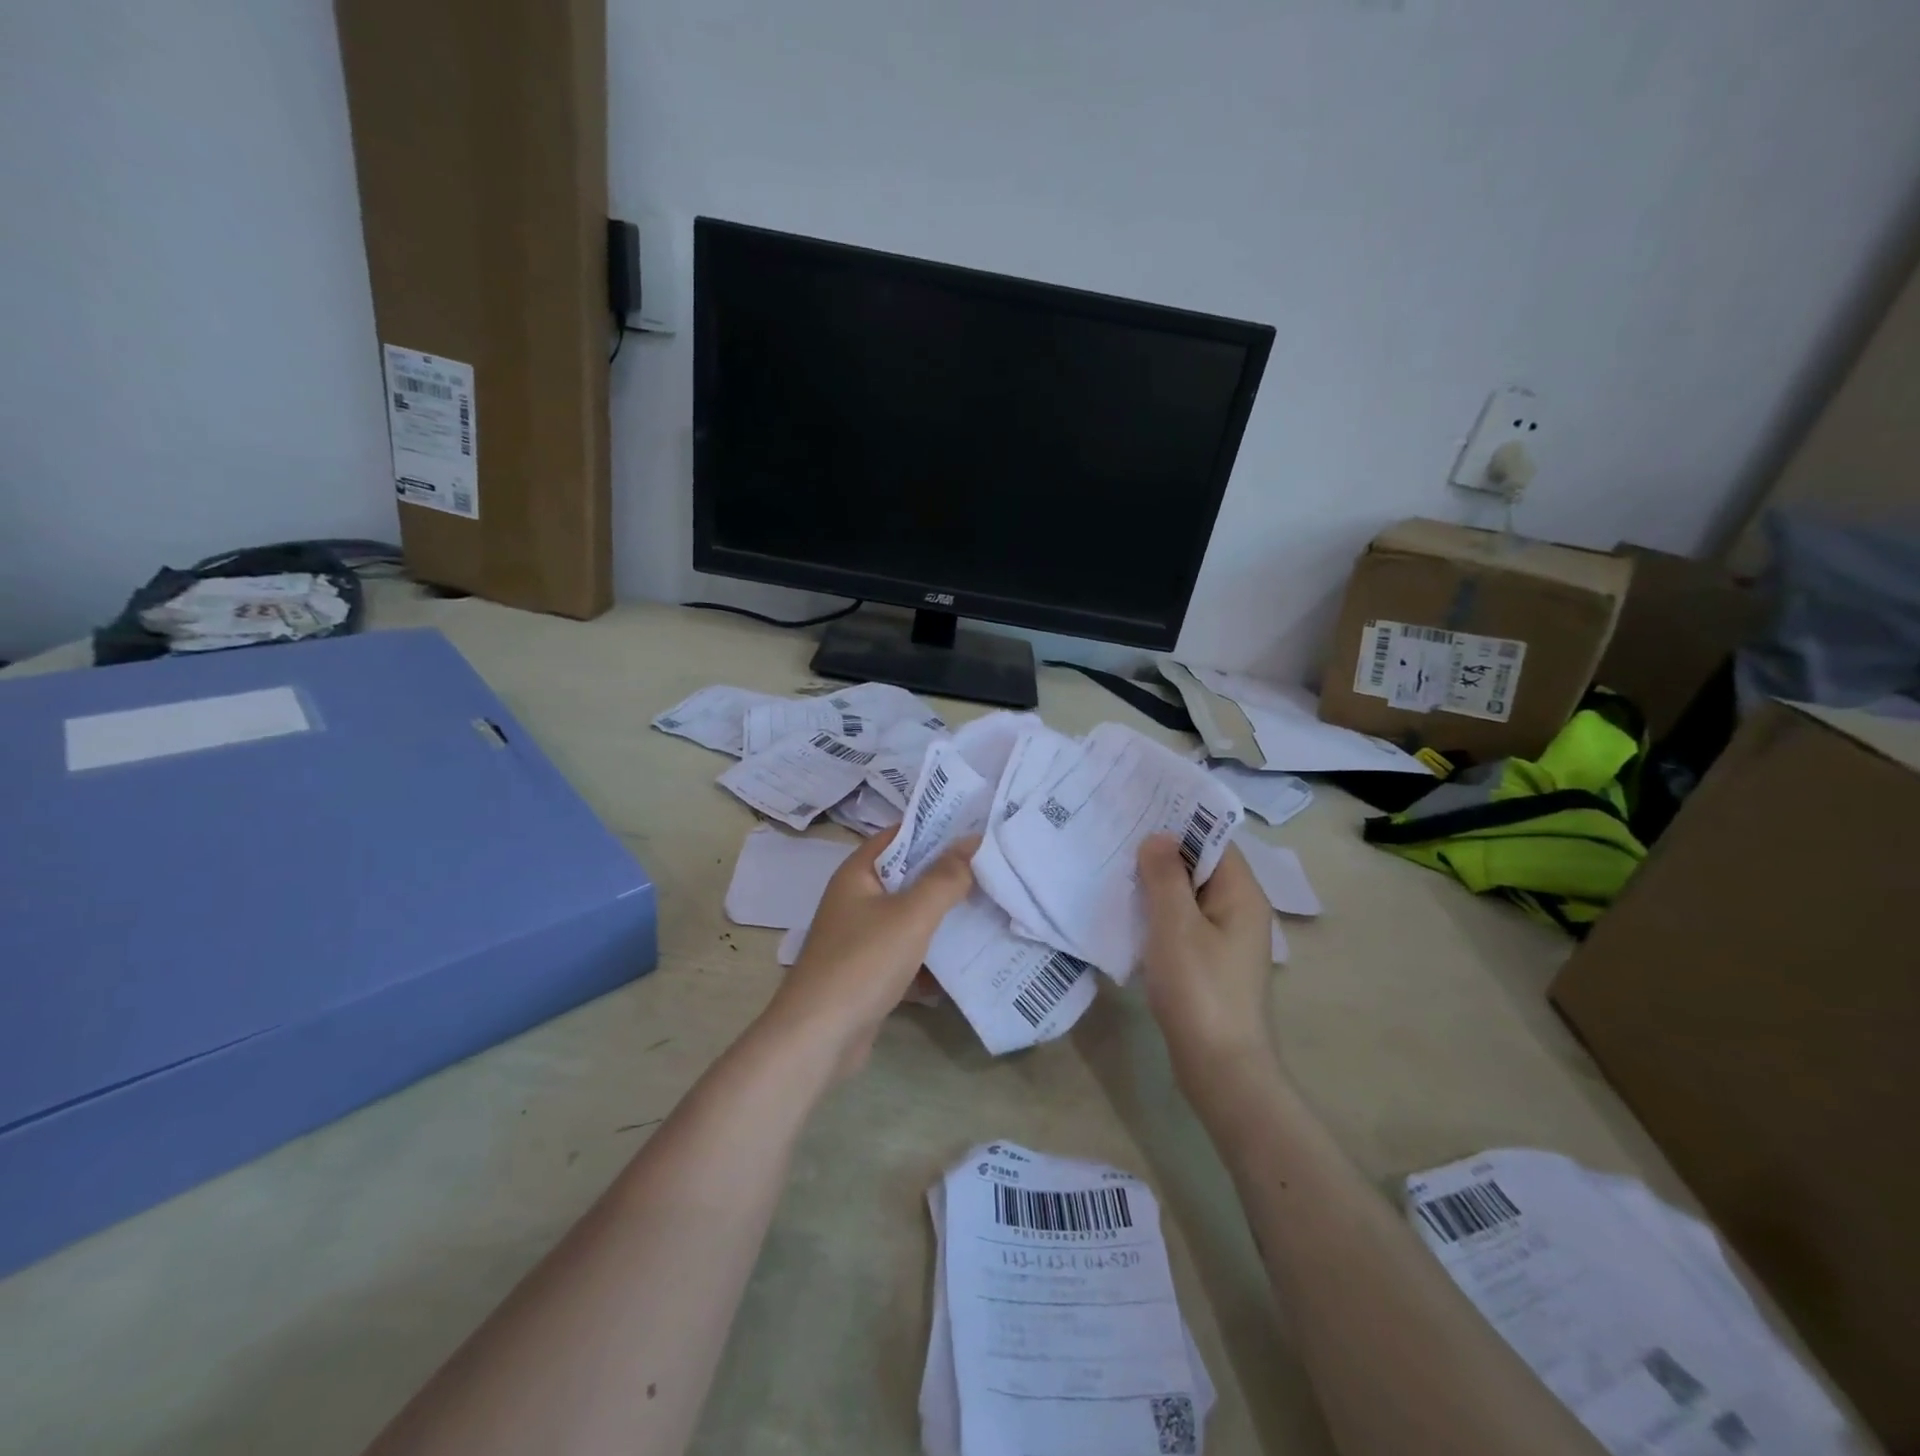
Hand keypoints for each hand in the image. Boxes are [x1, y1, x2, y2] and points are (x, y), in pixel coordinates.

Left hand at [767, 827, 976, 1077]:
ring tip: (990, 908)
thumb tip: (972, 841)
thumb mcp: (911, 914)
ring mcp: (861, 938)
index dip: (936, 828)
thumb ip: (944, 878)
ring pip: (910, 918)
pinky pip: (907, 954)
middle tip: (994, 867)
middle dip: (947, 875)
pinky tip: (967, 960)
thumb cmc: (863, 962)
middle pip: (908, 877)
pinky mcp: (869, 973)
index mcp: (857, 874)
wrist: (818, 1038)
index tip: (977, 827)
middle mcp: (856, 900)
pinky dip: (932, 957)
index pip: (900, 835)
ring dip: (943, 917)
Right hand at [1137, 836, 1277, 1076]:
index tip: (1139, 807)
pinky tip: (1129, 910)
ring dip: (1158, 882)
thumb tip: (1158, 838)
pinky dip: (1160, 911)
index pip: (1213, 840)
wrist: (1221, 1068)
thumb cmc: (1200, 989)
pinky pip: (1184, 922)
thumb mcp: (1176, 925)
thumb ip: (1165, 876)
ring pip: (1189, 895)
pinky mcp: (1210, 962)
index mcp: (1242, 894)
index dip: (1179, 821)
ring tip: (1115, 865)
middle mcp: (1240, 910)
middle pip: (1201, 865)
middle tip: (1117, 833)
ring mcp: (1226, 938)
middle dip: (1163, 851)